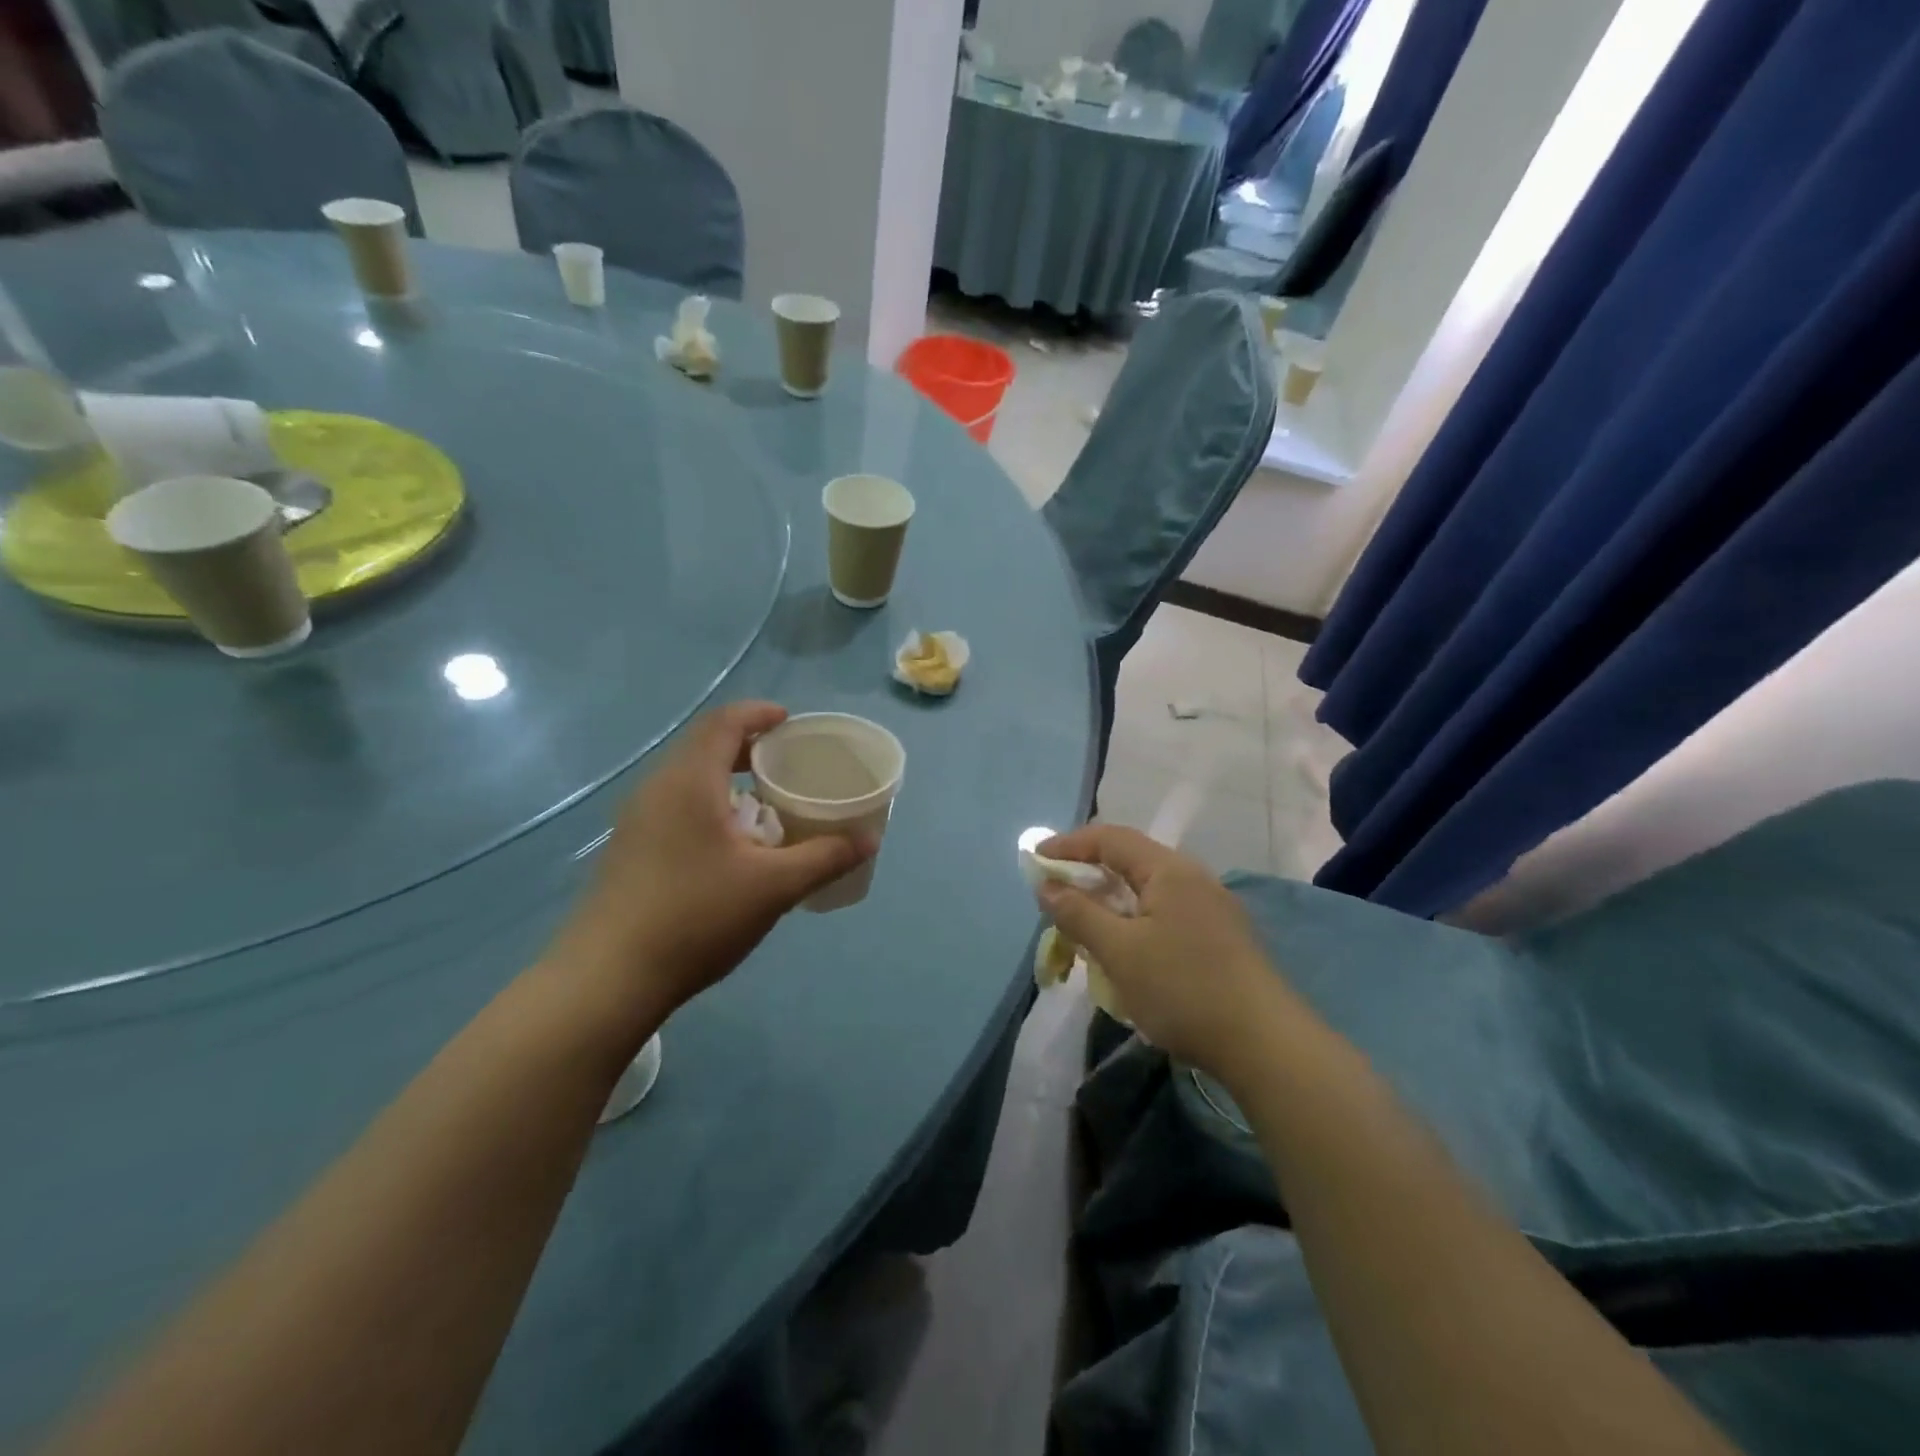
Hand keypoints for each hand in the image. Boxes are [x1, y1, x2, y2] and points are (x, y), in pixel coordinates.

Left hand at [549, 702, 872, 1023]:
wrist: (607, 978)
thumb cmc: (696, 916)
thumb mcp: (773, 886)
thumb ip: (824, 857)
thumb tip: (868, 840)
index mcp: (689, 782)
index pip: (723, 723)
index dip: (758, 713)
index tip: (789, 721)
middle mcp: (657, 790)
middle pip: (703, 747)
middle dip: (747, 747)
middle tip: (786, 763)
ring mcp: (636, 821)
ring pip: (688, 780)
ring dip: (727, 779)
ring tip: (765, 804)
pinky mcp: (629, 850)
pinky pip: (675, 807)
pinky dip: (709, 805)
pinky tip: (731, 846)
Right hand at [1036, 825, 1283, 1075]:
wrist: (1265, 1045)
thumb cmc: (1183, 989)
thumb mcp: (1119, 951)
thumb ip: (1078, 913)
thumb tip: (1046, 885)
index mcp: (1169, 870)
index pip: (1110, 838)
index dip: (1069, 844)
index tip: (1036, 859)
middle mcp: (1193, 878)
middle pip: (1130, 861)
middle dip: (1087, 874)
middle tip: (1054, 895)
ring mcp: (1211, 908)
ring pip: (1147, 891)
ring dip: (1110, 902)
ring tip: (1082, 926)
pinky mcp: (1220, 937)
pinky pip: (1164, 914)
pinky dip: (1133, 922)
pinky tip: (1124, 951)